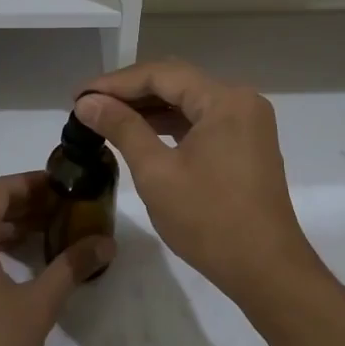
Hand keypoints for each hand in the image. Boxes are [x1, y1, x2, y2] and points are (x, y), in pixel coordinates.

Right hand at [75, 61, 323, 309]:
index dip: (115, 82)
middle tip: (88, 104)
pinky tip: (141, 133)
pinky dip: (170, 125)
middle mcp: (241, 101)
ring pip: (188, 101)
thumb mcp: (157, 173)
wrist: (266, 271)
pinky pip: (202, 121)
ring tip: (106, 117)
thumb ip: (122, 128)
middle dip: (130, 92)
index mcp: (224, 100)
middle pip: (177, 82)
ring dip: (149, 108)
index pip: (161, 74)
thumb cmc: (209, 220)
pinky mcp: (246, 144)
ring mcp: (247, 123)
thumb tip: (87, 102)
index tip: (78, 95)